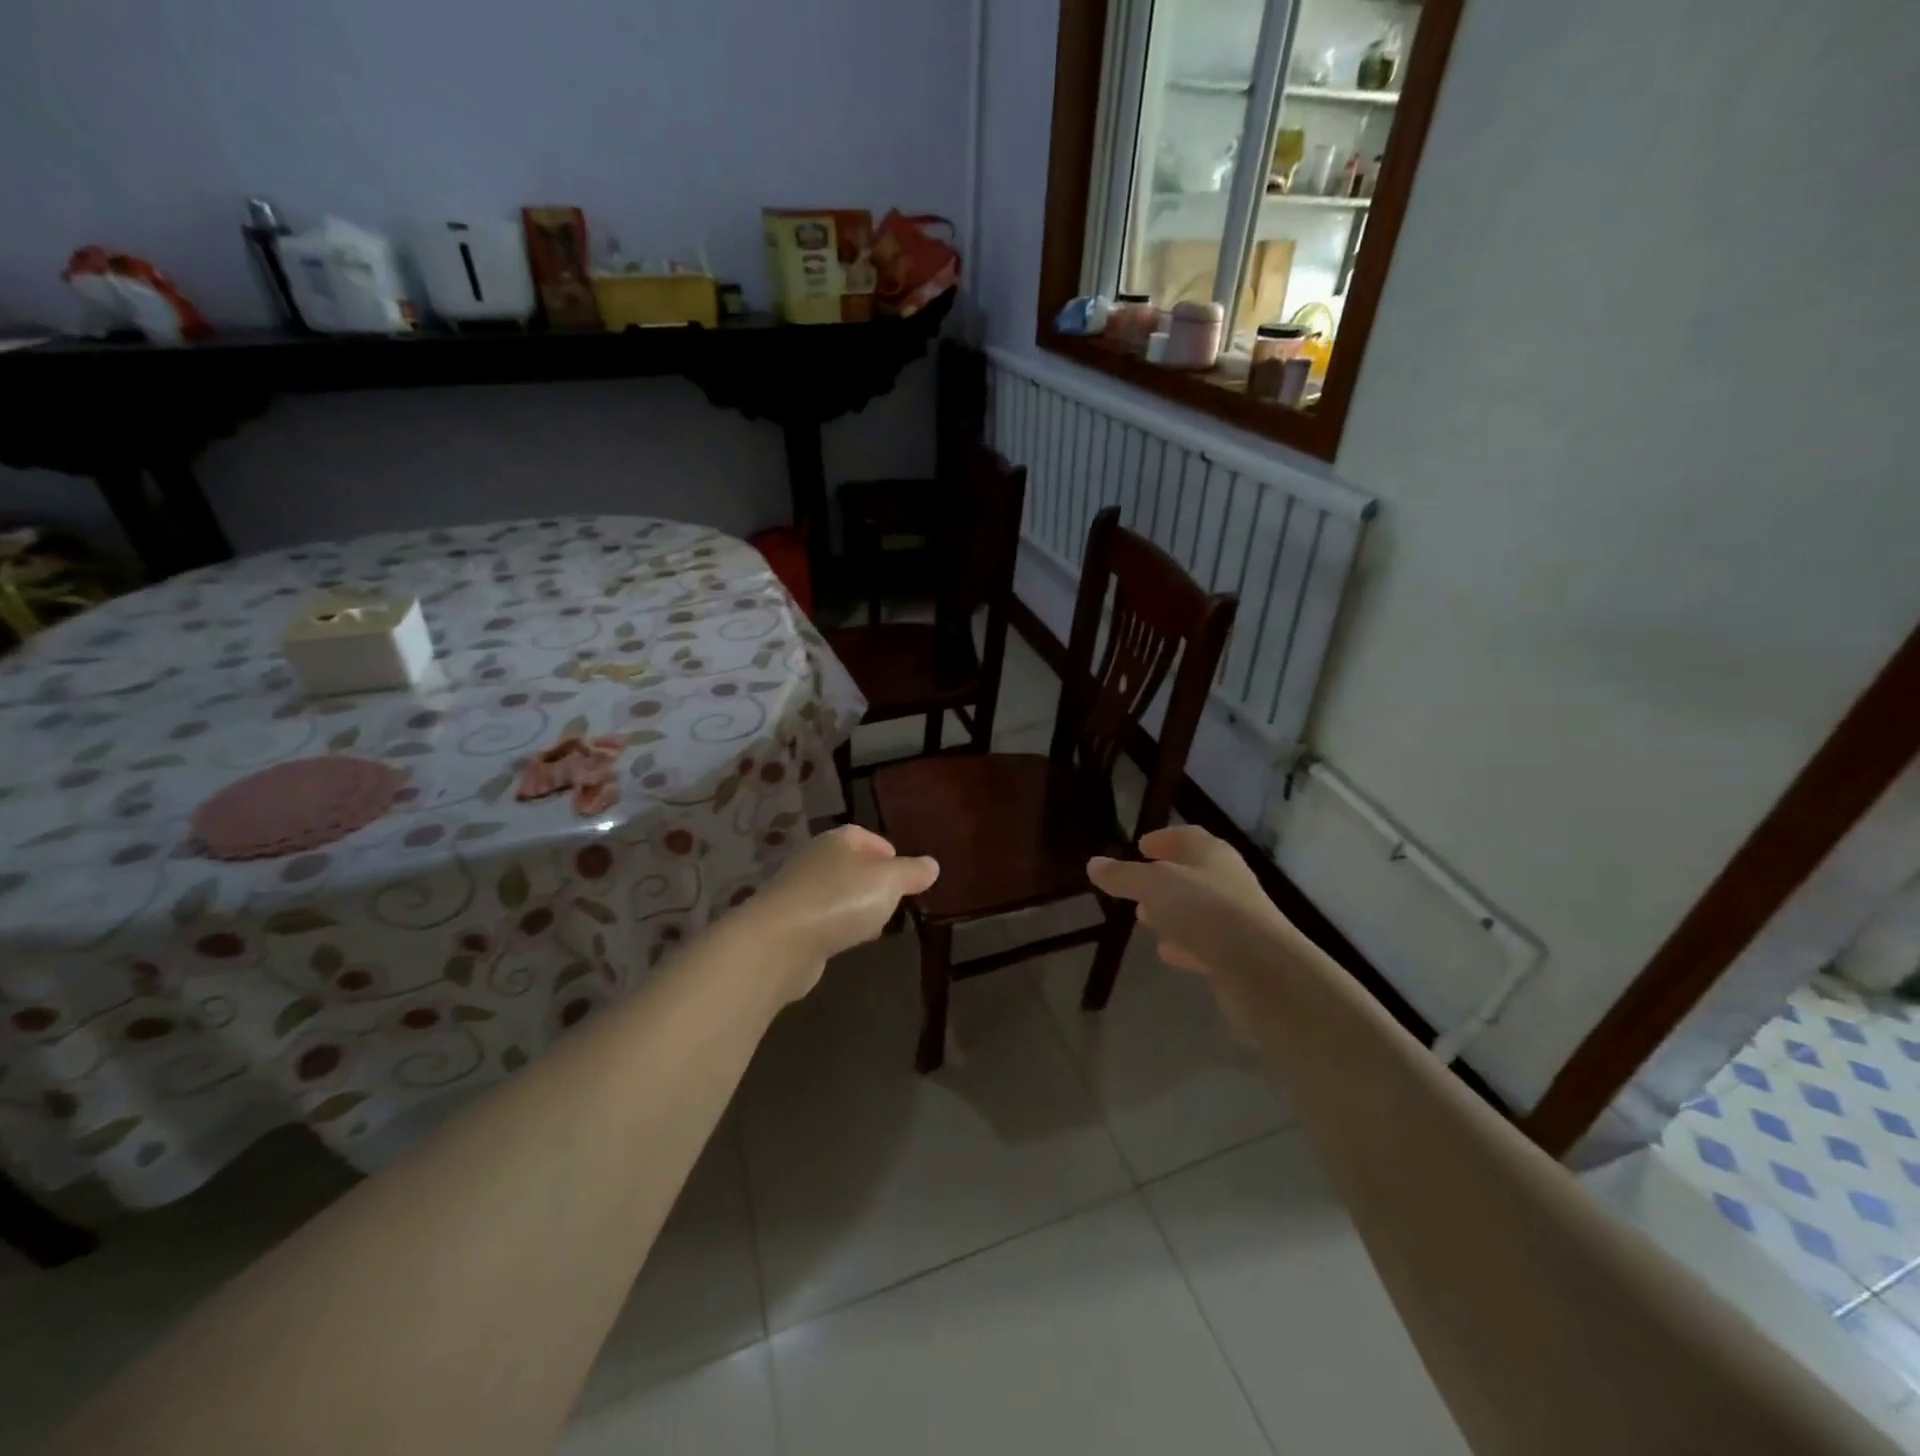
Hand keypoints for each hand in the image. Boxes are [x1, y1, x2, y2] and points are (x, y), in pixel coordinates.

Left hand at [736, 825, 937, 1001]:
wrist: (780, 943)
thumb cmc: (840, 900)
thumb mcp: (889, 882)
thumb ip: (912, 872)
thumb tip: (932, 864)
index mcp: (837, 840)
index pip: (864, 836)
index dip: (886, 851)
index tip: (904, 873)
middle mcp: (814, 859)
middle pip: (849, 864)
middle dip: (872, 881)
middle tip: (894, 900)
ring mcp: (797, 892)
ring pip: (835, 893)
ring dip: (854, 906)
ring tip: (876, 924)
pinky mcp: (788, 924)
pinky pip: (821, 919)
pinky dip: (837, 927)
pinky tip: (848, 942)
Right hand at [1088, 826, 1312, 998]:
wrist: (1261, 968)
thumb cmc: (1204, 910)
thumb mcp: (1152, 886)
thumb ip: (1123, 875)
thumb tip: (1094, 864)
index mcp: (1212, 853)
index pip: (1187, 836)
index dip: (1163, 839)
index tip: (1140, 846)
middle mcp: (1228, 880)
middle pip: (1192, 873)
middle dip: (1163, 878)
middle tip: (1136, 887)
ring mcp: (1236, 918)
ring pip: (1198, 909)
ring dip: (1172, 913)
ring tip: (1145, 919)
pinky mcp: (1239, 954)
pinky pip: (1206, 942)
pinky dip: (1185, 944)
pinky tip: (1168, 953)